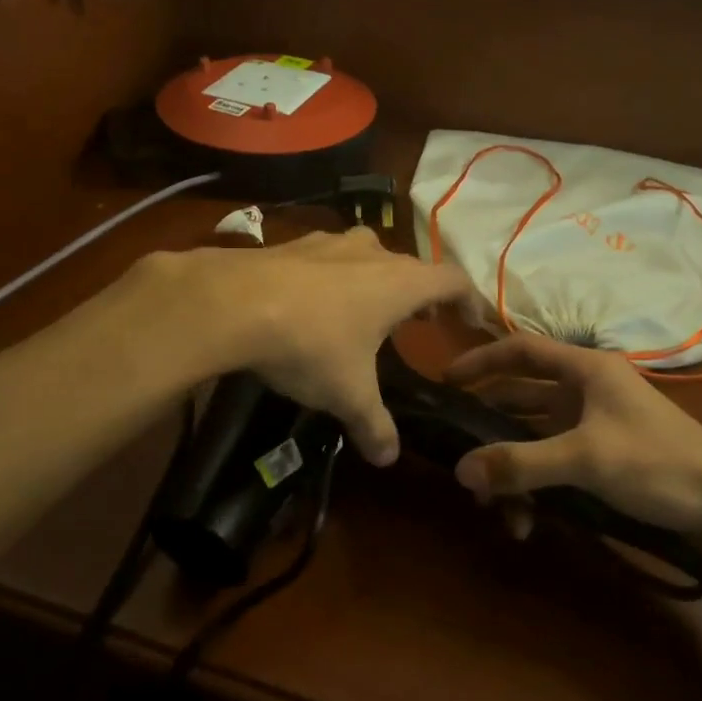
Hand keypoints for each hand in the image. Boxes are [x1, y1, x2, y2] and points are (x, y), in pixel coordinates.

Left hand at [145, 228, 469, 467]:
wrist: (230, 304)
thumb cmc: (310, 345)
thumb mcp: (348, 394)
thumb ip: (374, 424)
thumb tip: (388, 458)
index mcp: (399, 283)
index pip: (452, 280)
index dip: (468, 299)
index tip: (471, 321)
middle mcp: (370, 253)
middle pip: (409, 266)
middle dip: (419, 293)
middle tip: (419, 321)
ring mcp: (328, 243)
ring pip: (366, 254)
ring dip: (375, 279)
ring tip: (367, 309)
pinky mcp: (291, 244)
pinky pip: (326, 257)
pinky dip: (333, 276)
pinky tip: (313, 301)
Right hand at [445, 334, 701, 547]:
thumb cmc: (658, 463)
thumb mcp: (586, 459)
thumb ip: (521, 463)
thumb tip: (459, 470)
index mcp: (587, 370)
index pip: (522, 350)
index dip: (482, 360)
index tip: (446, 380)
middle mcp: (587, 390)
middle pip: (522, 397)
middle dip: (489, 428)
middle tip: (457, 452)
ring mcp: (594, 424)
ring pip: (534, 437)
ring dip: (511, 467)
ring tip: (492, 504)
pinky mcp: (601, 456)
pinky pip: (553, 462)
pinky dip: (535, 485)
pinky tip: (527, 520)